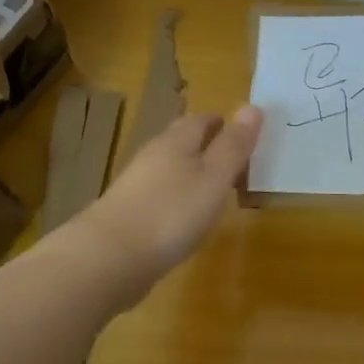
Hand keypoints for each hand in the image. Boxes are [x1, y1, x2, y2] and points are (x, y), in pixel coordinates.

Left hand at [74, 107, 262, 298]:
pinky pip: (159, 196)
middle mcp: (152, 157)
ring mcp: (135, 186)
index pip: (200, 120)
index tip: (242, 132)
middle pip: (181, 142)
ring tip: (214, 189)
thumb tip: (253, 106)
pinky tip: (184, 218)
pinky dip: (176, 199)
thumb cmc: (172, 212)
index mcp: (175, 142)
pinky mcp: (127, 215)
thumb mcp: (214, 178)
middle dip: (206, 146)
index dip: (222, 124)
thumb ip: (234, 145)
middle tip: (233, 160)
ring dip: (190, 173)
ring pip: (169, 169)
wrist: (110, 258)